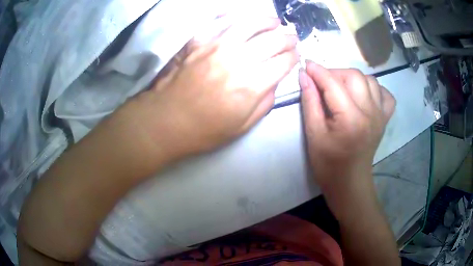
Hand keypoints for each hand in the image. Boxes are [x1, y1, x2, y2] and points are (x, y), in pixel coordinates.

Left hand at [125, 16, 297, 159]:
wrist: (165, 121)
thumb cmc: (203, 130)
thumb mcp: (242, 127)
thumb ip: (265, 102)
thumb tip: (275, 81)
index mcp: (251, 85)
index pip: (283, 62)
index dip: (294, 57)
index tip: (296, 56)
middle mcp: (238, 60)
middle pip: (273, 40)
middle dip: (288, 38)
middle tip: (292, 37)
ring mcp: (216, 47)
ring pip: (250, 24)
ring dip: (267, 21)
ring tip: (274, 21)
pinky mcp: (198, 42)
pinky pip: (219, 22)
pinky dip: (234, 16)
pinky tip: (241, 17)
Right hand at [299, 61, 395, 189]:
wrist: (350, 182)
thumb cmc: (328, 164)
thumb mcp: (313, 134)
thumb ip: (310, 102)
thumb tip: (304, 76)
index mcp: (351, 119)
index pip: (333, 84)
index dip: (317, 71)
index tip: (306, 64)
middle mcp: (370, 113)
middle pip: (354, 76)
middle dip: (335, 73)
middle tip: (322, 82)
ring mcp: (380, 115)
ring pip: (369, 80)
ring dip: (352, 78)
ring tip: (341, 89)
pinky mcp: (384, 119)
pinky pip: (385, 94)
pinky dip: (374, 89)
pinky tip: (364, 96)